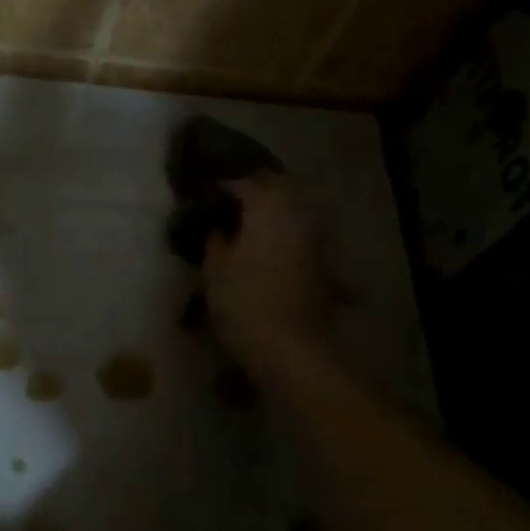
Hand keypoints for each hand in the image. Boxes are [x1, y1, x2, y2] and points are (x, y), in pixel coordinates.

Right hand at [202, 174, 332, 374]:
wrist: (293, 347)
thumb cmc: (245, 304)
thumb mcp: (215, 272)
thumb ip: (216, 242)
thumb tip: (219, 229)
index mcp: (266, 209)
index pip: (244, 183)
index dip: (223, 185)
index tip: (206, 191)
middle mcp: (296, 214)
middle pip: (278, 186)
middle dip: (255, 187)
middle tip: (231, 197)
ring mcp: (315, 236)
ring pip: (295, 206)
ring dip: (274, 206)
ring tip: (250, 218)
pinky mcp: (323, 260)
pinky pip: (302, 230)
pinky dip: (286, 229)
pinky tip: (270, 242)